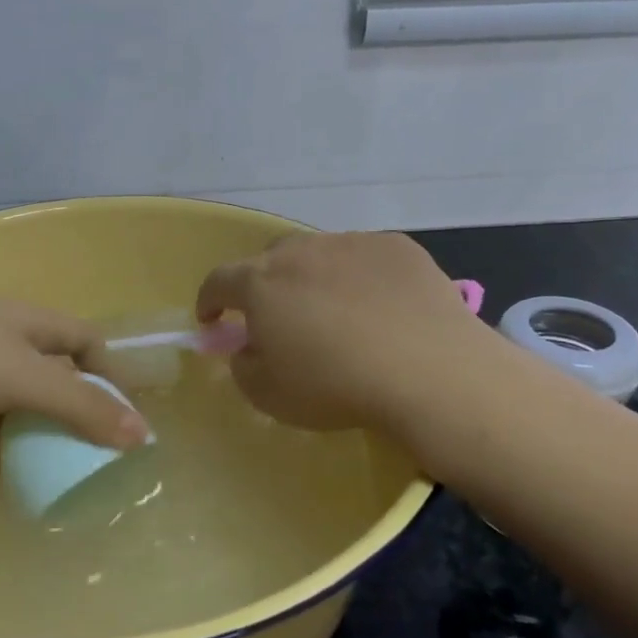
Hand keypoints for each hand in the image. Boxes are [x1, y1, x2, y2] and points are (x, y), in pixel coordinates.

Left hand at [0, 271, 147, 467]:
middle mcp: (9, 342)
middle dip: (70, 417)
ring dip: (29, 438)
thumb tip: (141, 436)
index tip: (122, 421)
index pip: (89, 346)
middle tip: (86, 461)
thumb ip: (82, 408)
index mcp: (38, 328)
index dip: (110, 377)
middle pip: (53, 380)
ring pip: (12, 406)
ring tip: (48, 481)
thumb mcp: (27, 378)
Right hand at [195, 232, 492, 437]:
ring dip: (315, 278)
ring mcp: (351, 243)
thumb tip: (248, 347)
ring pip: (320, 255)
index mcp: (261, 283)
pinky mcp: (396, 247)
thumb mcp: (269, 395)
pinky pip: (365, 258)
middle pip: (270, 260)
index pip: (219, 281)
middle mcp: (302, 251)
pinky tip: (382, 307)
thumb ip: (244, 366)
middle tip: (279, 318)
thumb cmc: (336, 386)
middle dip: (265, 286)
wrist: (428, 370)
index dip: (209, 300)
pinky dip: (362, 277)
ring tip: (337, 312)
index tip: (211, 319)